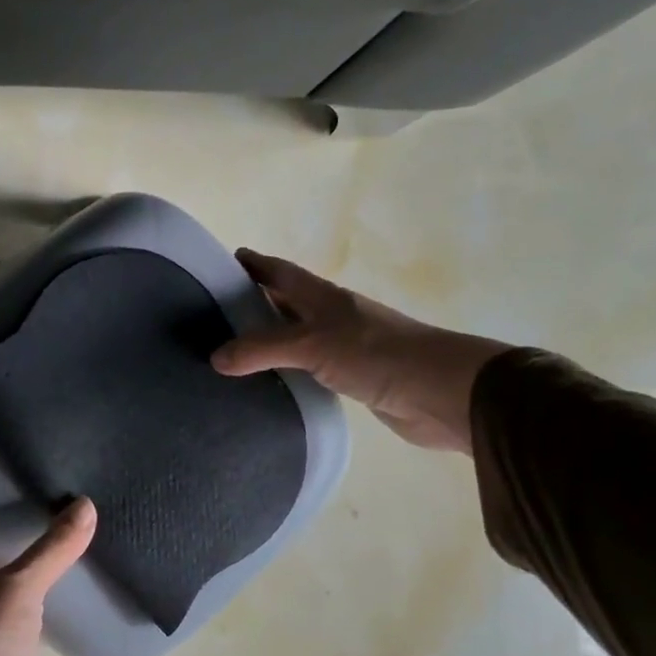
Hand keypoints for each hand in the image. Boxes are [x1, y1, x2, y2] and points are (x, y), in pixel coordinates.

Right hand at [212, 250, 510, 453]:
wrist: (441, 392)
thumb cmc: (377, 354)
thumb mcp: (313, 344)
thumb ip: (263, 349)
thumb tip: (215, 357)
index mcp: (322, 297)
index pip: (280, 272)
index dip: (254, 264)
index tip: (222, 262)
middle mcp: (330, 317)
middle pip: (285, 303)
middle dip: (254, 302)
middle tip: (213, 314)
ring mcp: (343, 348)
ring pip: (295, 338)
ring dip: (268, 340)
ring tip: (230, 351)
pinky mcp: (352, 379)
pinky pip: (308, 370)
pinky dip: (286, 372)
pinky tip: (267, 385)